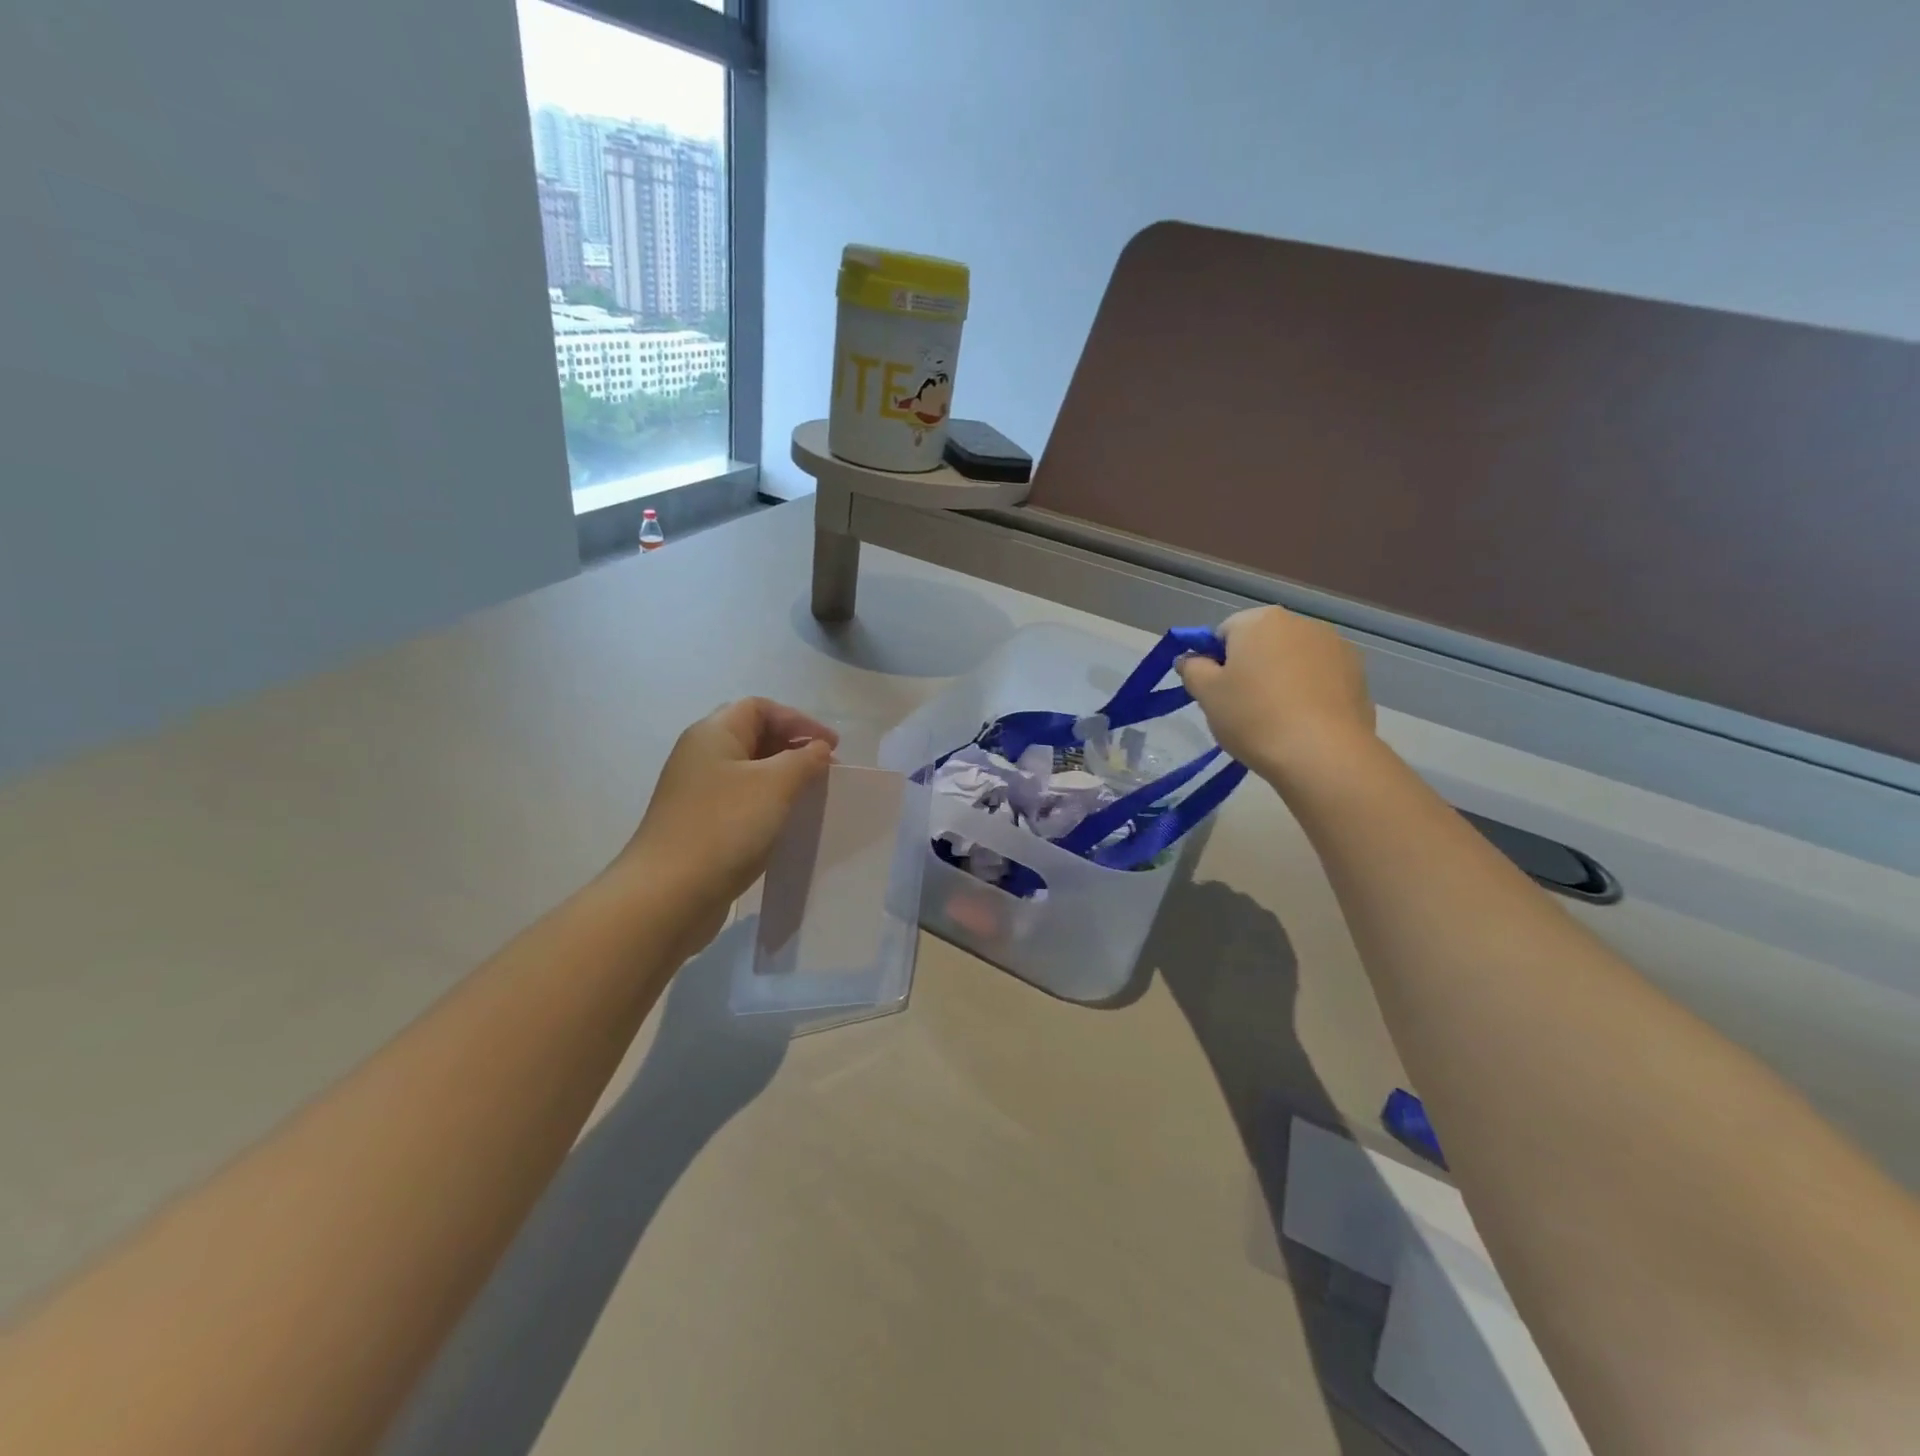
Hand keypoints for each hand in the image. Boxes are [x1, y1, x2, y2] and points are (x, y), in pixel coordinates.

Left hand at [613, 699, 837, 959]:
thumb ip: (804, 760)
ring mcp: (697, 792)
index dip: (800, 721)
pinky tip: (786, 823)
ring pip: (749, 771)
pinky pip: (742, 801)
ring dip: (783, 778)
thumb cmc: (725, 827)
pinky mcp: (700, 825)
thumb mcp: (775, 785)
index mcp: (713, 734)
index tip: (832, 746)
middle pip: (754, 735)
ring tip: (812, 796)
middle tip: (825, 769)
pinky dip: (768, 804)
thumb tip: (818, 749)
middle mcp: (701, 755)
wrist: (669, 894)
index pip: (760, 707)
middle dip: (793, 747)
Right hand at [1177, 607, 1376, 783]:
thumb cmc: (1254, 717)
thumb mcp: (1207, 694)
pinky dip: (1308, 692)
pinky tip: (1303, 722)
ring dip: (1281, 678)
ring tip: (1276, 718)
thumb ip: (1192, 669)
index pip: (1224, 633)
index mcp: (1260, 620)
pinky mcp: (1358, 673)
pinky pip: (1320, 677)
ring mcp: (1335, 646)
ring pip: (1293, 659)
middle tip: (1242, 707)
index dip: (1215, 662)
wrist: (1322, 754)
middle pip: (1262, 642)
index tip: (1216, 692)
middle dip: (1250, 667)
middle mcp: (1300, 622)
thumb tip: (1190, 659)